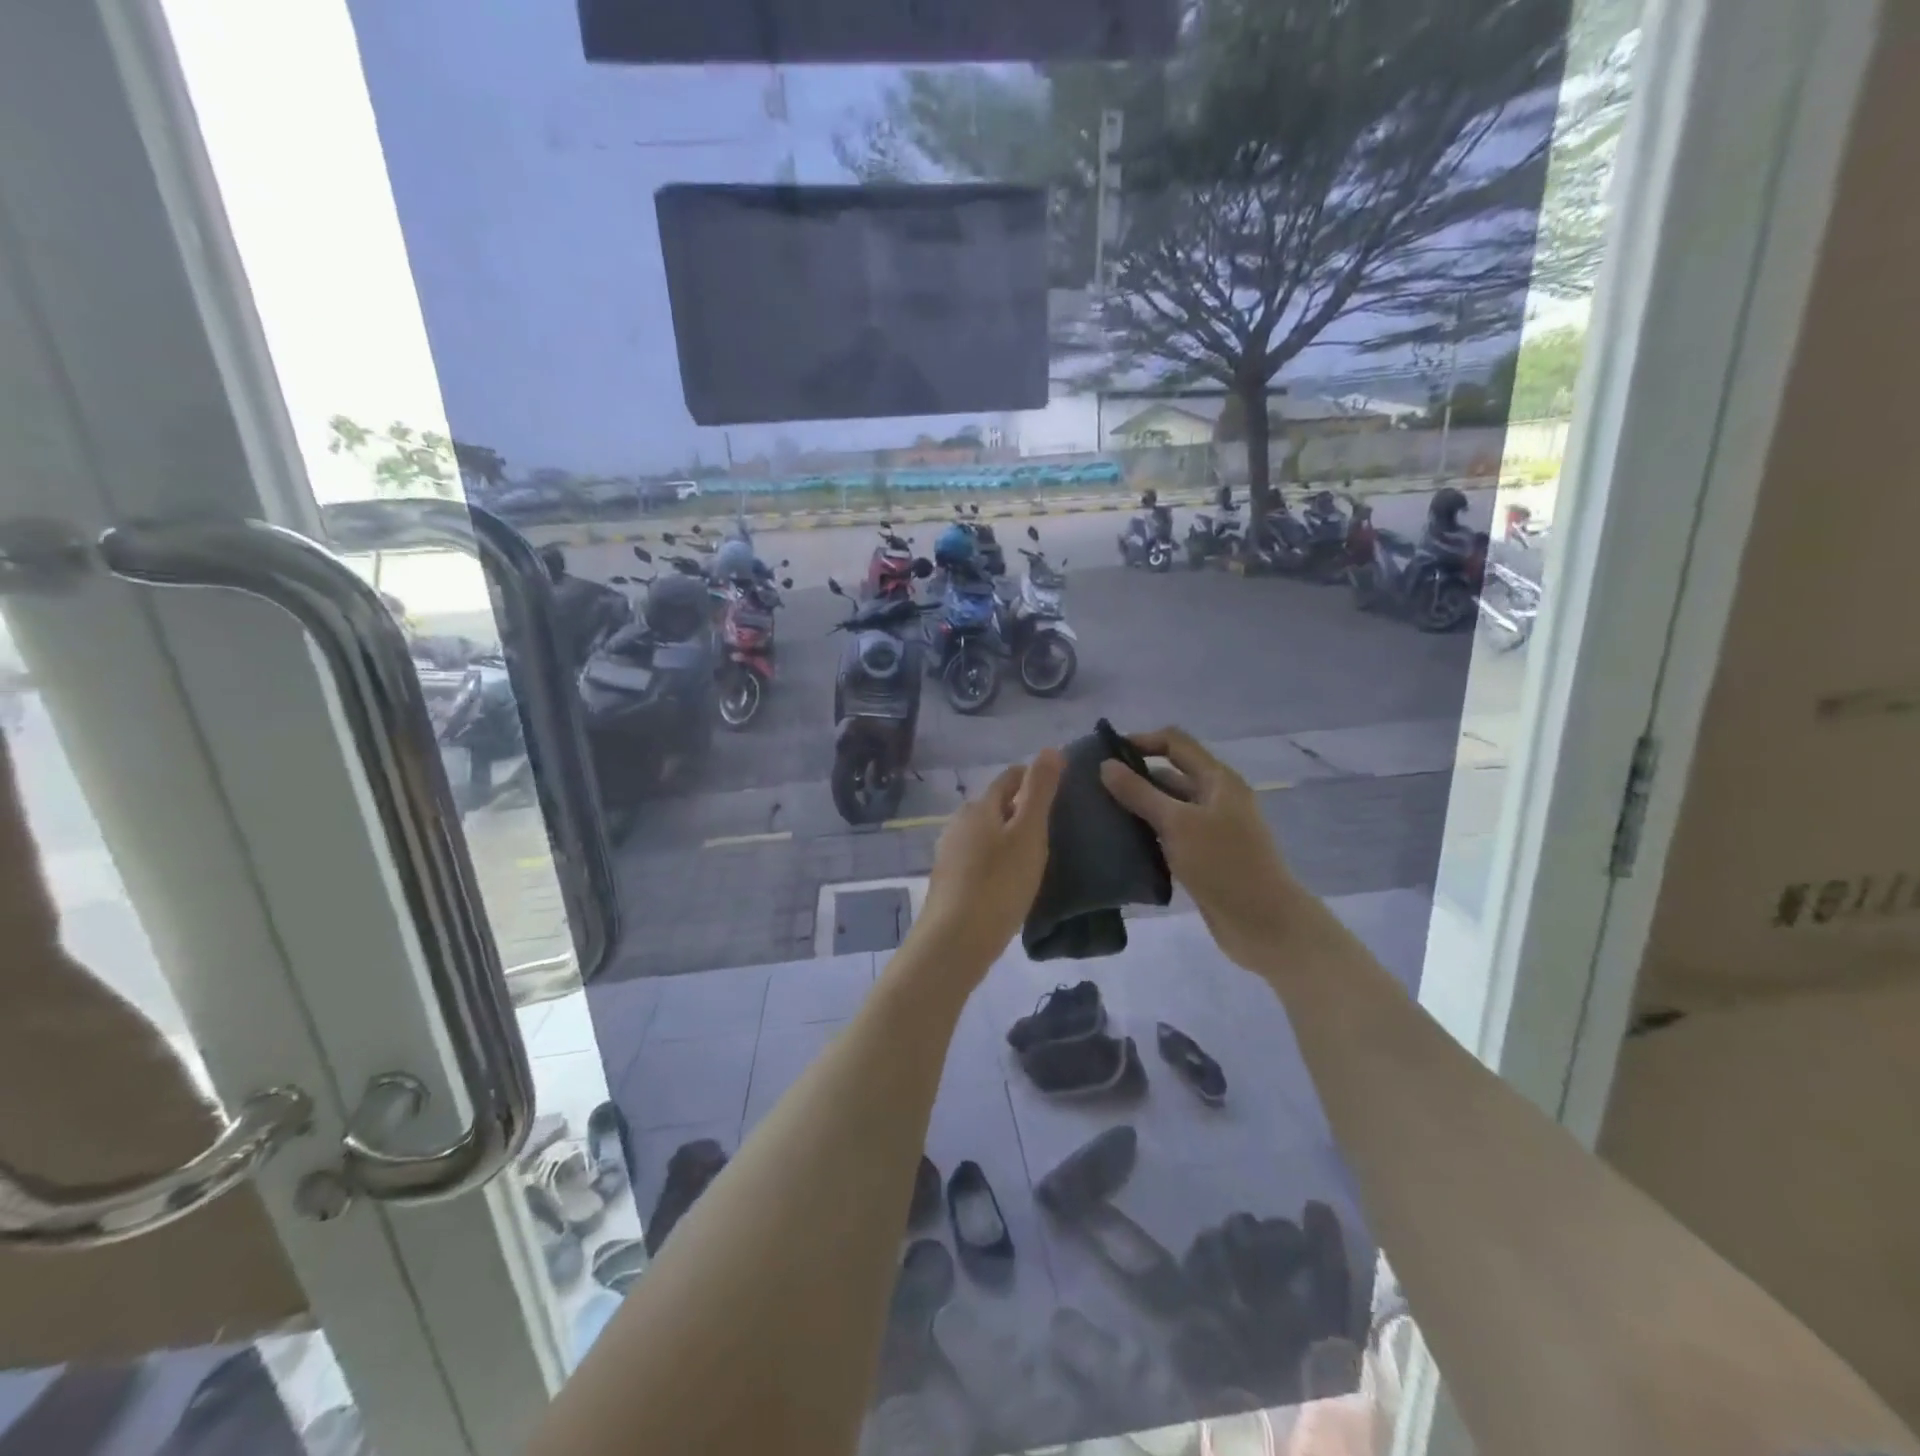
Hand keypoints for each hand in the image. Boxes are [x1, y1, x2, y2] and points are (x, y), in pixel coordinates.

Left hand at [916, 749, 1064, 977]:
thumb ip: (1040, 791)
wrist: (955, 942)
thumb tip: (1050, 748)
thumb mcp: (1028, 833)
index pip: (1010, 777)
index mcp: (979, 806)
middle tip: (1055, 825)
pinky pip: (979, 857)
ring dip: (1009, 836)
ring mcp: (950, 852)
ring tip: (1038, 854)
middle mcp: (959, 822)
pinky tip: (1012, 879)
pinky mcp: (949, 881)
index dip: (1035, 778)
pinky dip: (998, 859)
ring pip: (986, 832)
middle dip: (1022, 807)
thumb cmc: (998, 884)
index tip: (1062, 790)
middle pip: (996, 804)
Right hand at [1098, 726, 1303, 970]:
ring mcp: (1211, 828)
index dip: (1141, 741)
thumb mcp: (1177, 823)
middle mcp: (1215, 797)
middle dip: (1134, 777)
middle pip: (1170, 774)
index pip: (1175, 742)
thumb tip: (1105, 765)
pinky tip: (1121, 843)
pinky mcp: (1204, 856)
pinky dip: (1148, 833)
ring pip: (1168, 807)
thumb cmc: (1224, 864)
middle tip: (1092, 789)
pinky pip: (1170, 834)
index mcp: (1217, 779)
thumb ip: (1139, 793)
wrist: (1265, 924)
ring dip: (1138, 808)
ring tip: (1099, 815)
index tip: (1104, 755)